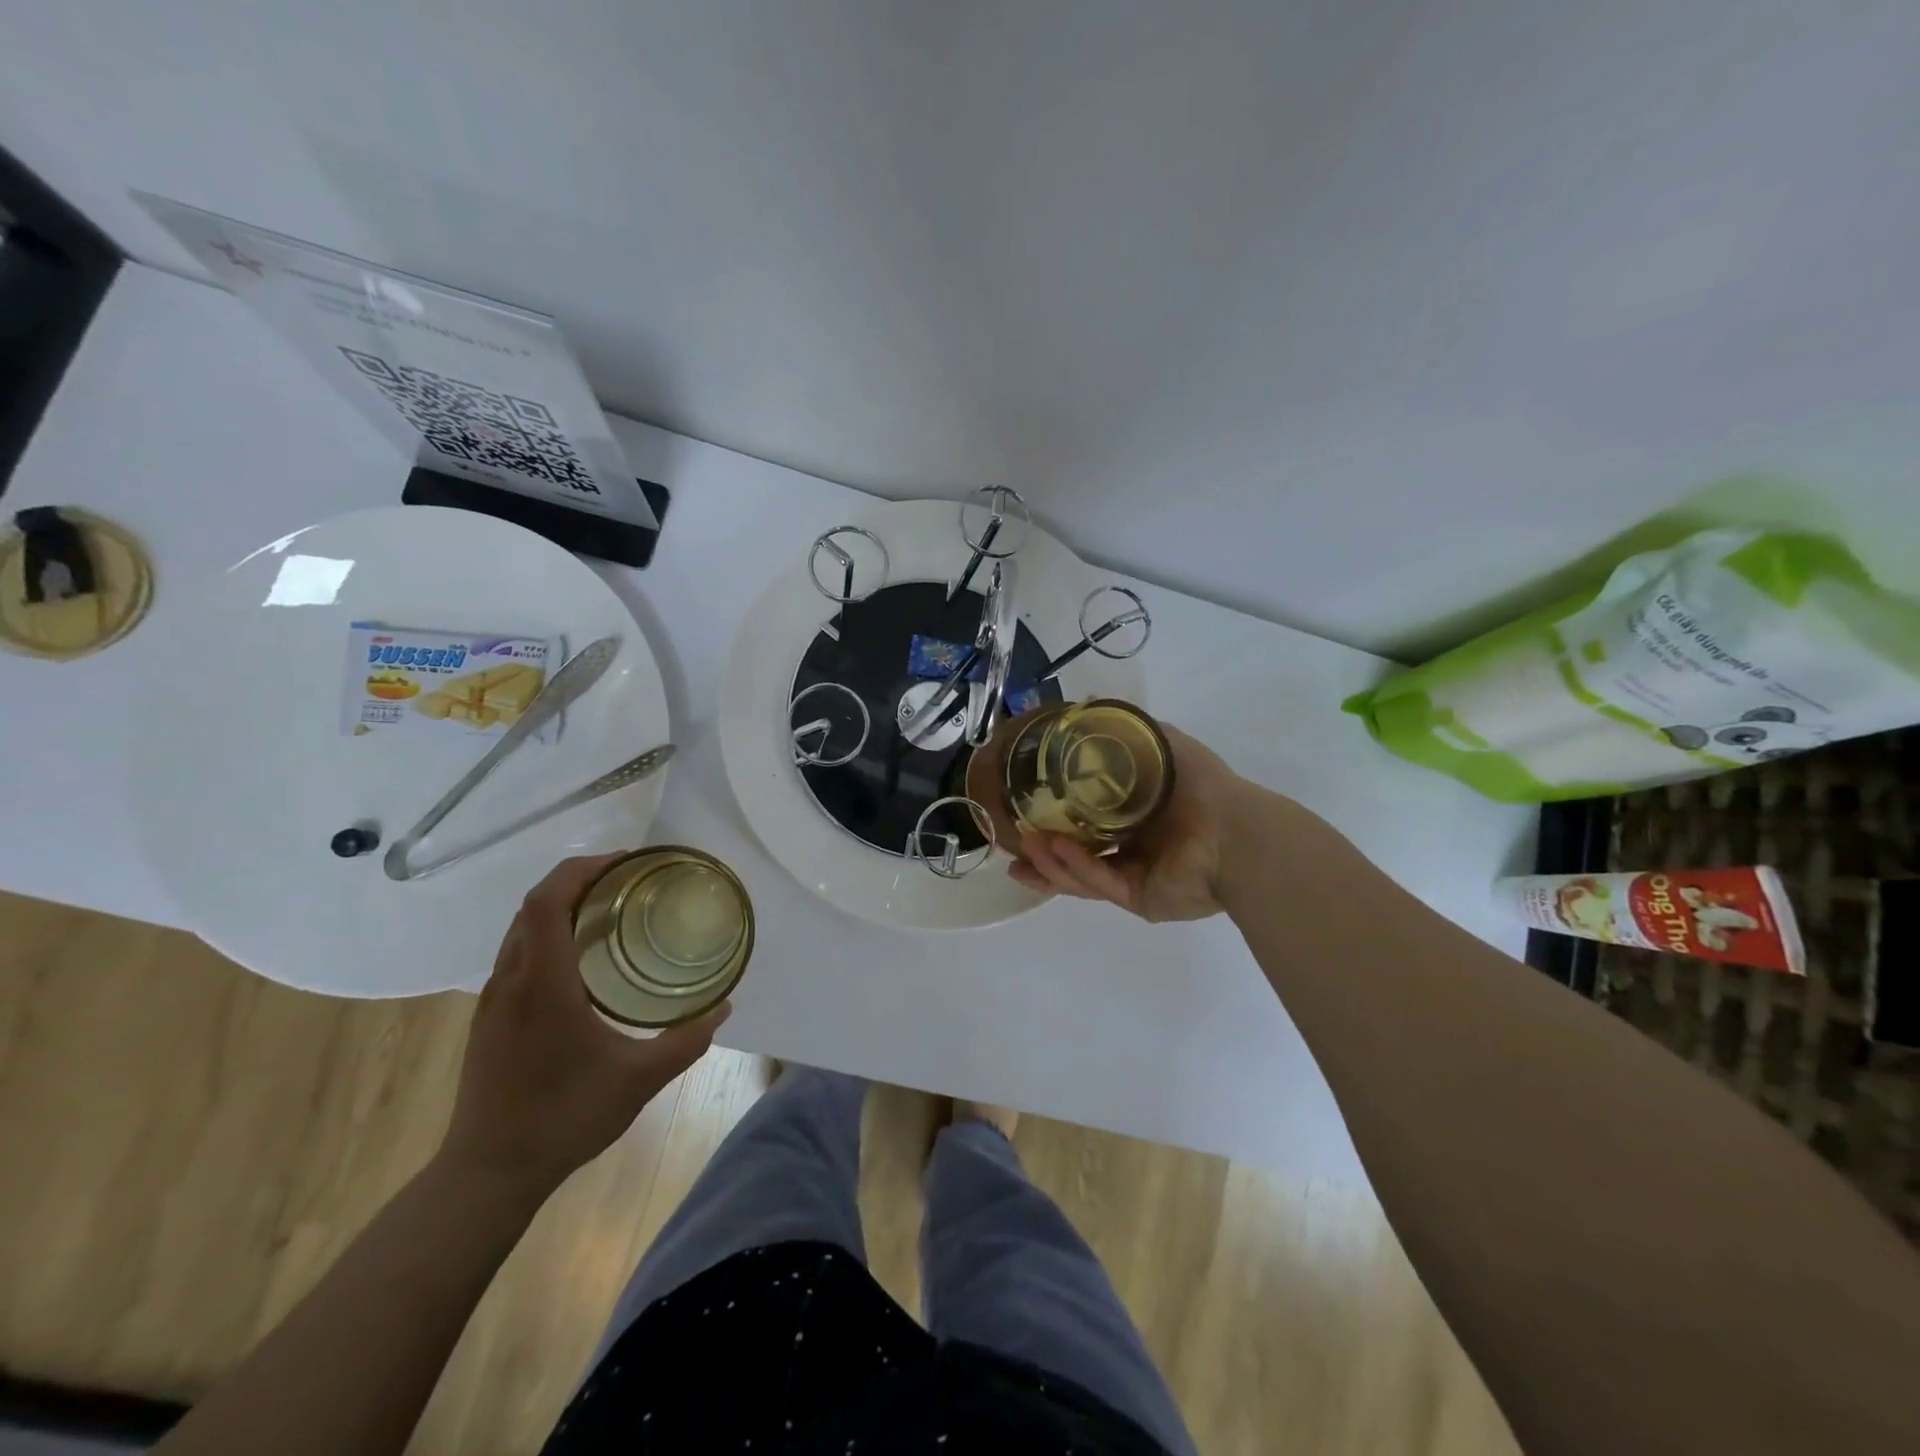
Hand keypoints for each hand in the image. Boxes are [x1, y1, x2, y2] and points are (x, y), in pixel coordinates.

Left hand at [439, 854, 729, 1197]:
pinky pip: (518, 953)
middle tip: (627, 880)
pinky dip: (548, 933)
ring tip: (609, 910)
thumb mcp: (639, 1080)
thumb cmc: (564, 1118)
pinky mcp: (489, 1017)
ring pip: (521, 928)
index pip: (547, 901)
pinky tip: (581, 959)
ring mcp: (493, 999)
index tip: (624, 863)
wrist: (488, 1173)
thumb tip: (724, 1007)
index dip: (581, 869)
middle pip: (533, 905)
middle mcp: (512, 980)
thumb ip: (687, 1040)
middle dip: (577, 880)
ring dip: (560, 906)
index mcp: (543, 983)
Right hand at [1009, 724, 1240, 921]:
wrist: (1236, 831)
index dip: (1056, 818)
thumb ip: (1127, 732)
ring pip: (1081, 874)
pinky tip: (1052, 850)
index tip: (1024, 811)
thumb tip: (1087, 707)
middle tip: (1013, 844)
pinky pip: (1100, 883)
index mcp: (1138, 818)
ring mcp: (1136, 877)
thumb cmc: (1200, 785)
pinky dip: (1075, 869)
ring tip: (1023, 849)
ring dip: (1050, 863)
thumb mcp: (1161, 744)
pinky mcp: (1140, 900)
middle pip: (1077, 854)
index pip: (1088, 822)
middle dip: (1043, 852)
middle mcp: (1135, 849)